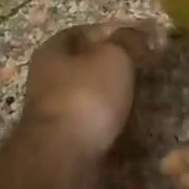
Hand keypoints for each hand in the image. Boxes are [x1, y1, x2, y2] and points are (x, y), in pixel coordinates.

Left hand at [18, 21, 150, 162]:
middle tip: (143, 70)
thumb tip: (140, 31)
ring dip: (109, 95)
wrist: (62, 157)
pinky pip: (88, 120)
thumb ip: (127, 41)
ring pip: (87, 93)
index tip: (141, 41)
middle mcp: (45, 76)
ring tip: (139, 98)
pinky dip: (105, 119)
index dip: (113, 32)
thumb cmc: (86, 96)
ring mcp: (51, 110)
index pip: (85, 31)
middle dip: (112, 66)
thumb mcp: (114, 57)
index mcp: (52, 49)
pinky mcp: (60, 138)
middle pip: (84, 63)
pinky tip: (124, 123)